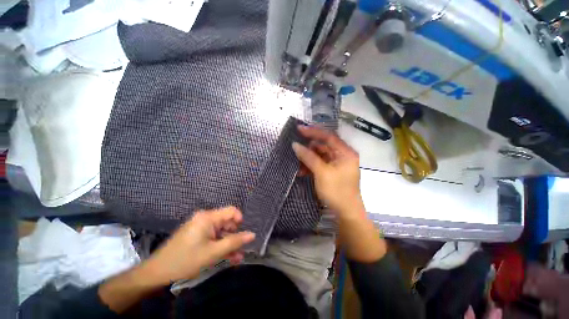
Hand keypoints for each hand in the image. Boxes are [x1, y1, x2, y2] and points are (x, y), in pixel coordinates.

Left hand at [142, 207, 254, 284]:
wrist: (157, 272)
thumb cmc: (186, 260)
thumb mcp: (213, 252)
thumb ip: (235, 242)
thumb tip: (252, 234)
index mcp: (208, 217)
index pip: (231, 211)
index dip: (240, 220)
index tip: (244, 234)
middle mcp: (205, 218)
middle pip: (226, 222)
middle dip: (235, 236)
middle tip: (241, 250)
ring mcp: (200, 227)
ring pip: (221, 232)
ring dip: (229, 244)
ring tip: (237, 257)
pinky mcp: (197, 235)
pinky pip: (213, 237)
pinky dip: (220, 246)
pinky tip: (228, 257)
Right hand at [293, 126, 385, 261]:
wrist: (346, 213)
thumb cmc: (336, 191)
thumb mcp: (321, 172)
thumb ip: (308, 157)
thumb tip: (295, 145)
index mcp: (345, 152)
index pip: (328, 137)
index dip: (313, 132)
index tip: (299, 129)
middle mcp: (342, 156)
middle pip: (323, 146)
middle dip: (309, 148)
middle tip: (295, 147)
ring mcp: (337, 164)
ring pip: (320, 156)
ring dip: (308, 159)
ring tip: (297, 163)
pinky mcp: (332, 172)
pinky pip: (320, 164)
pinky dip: (311, 166)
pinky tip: (302, 171)